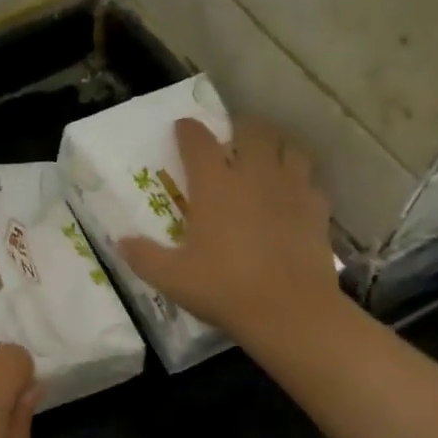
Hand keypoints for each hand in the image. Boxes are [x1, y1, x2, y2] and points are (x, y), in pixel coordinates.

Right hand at [119, 117, 340, 351]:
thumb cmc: (224, 288)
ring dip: (275, 147)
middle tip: (230, 138)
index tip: (182, 128)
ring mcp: (291, 189)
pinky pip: (310, 181)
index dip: (188, 130)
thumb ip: (143, 256)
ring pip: (289, 148)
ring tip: (265, 158)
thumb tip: (120, 242)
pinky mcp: (317, 209)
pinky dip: (300, 180)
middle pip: (252, 131)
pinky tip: (292, 195)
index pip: (198, 142)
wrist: (288, 310)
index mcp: (215, 185)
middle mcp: (254, 176)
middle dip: (239, 127)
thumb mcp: (171, 277)